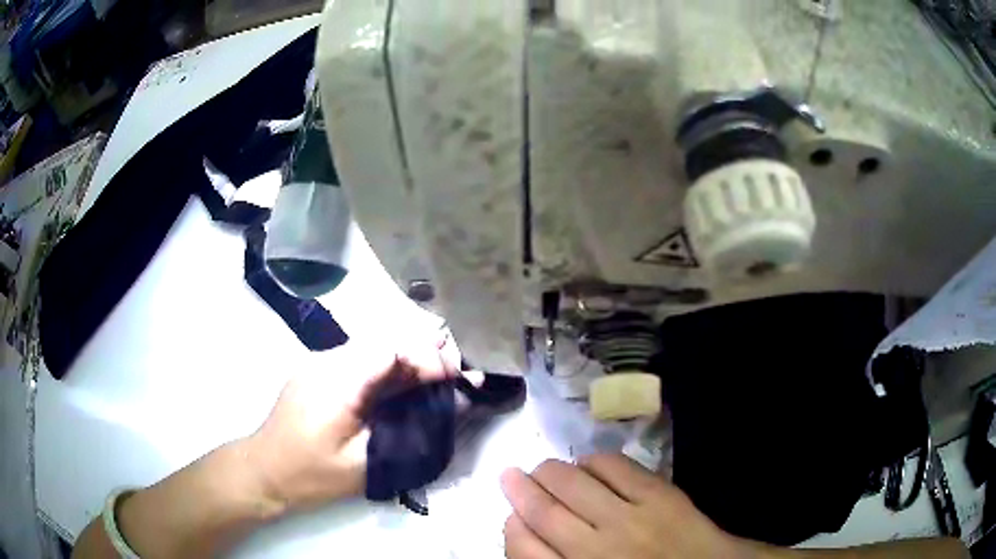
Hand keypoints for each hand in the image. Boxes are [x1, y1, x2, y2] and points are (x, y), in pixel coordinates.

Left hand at [245, 334, 460, 511]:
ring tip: (439, 372)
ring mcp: (319, 363)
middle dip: (423, 353)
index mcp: (339, 380)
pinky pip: (359, 359)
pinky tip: (403, 380)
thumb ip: (412, 432)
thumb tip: (454, 406)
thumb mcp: (366, 462)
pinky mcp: (316, 371)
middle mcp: (328, 360)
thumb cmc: (312, 473)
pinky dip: (387, 367)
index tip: (455, 379)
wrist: (263, 470)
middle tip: (456, 373)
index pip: (392, 349)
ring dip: (407, 359)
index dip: (428, 357)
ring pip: (372, 348)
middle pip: (384, 341)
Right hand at [501, 454, 754, 558]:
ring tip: (542, 468)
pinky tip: (589, 463)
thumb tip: (529, 534)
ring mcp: (628, 520)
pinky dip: (595, 461)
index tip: (511, 515)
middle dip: (520, 490)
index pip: (523, 550)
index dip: (512, 527)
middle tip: (510, 475)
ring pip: (572, 485)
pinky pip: (615, 468)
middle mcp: (595, 549)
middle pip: (542, 512)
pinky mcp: (659, 495)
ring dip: (550, 471)